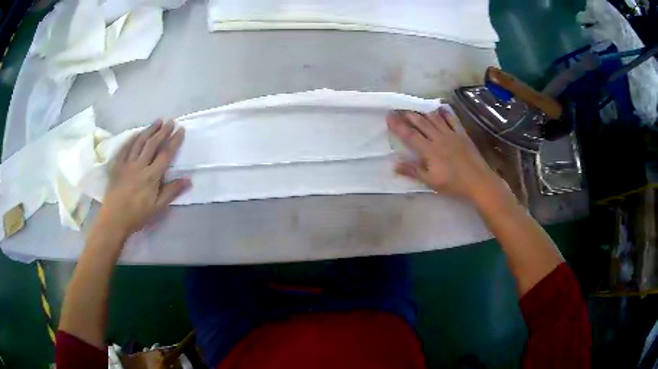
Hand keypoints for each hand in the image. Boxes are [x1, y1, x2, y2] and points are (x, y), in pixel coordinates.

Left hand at [96, 119, 190, 238]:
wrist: (114, 219)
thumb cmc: (137, 215)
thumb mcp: (158, 208)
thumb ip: (171, 192)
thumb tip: (189, 180)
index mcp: (151, 176)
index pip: (165, 154)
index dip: (174, 141)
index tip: (181, 130)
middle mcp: (140, 165)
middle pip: (152, 144)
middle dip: (163, 131)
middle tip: (170, 121)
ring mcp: (127, 164)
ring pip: (139, 142)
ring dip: (149, 130)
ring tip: (157, 121)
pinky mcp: (118, 165)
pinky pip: (125, 148)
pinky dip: (132, 138)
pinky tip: (136, 133)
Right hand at [387, 108, 505, 203]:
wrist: (478, 181)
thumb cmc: (453, 184)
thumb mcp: (431, 181)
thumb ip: (413, 171)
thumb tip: (394, 164)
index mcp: (429, 150)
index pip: (410, 135)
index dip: (398, 125)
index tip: (388, 116)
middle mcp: (438, 138)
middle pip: (421, 123)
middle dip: (407, 115)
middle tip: (398, 108)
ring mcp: (451, 134)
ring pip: (434, 119)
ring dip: (423, 112)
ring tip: (414, 106)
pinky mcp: (462, 134)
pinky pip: (452, 120)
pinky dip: (445, 113)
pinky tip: (439, 108)